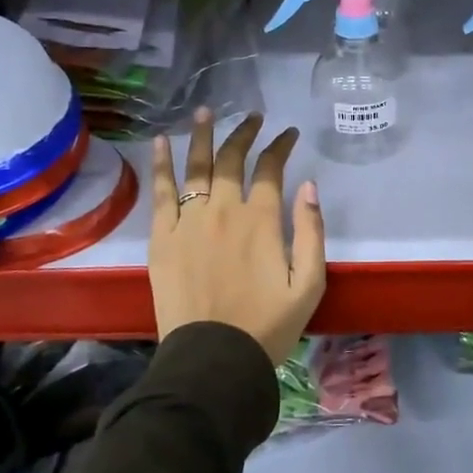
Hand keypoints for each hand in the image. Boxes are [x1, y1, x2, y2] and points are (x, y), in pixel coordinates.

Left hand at [149, 109, 326, 364]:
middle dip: (245, 133)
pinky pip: (160, 193)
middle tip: (253, 118)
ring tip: (206, 113)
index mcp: (262, 220)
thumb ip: (312, 230)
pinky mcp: (162, 238)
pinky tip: (160, 143)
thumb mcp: (309, 283)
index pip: (272, 168)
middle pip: (232, 159)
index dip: (281, 146)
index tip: (289, 133)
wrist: (213, 359)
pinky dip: (161, 165)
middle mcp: (224, 210)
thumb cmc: (268, 325)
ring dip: (202, 136)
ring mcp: (189, 222)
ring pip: (196, 167)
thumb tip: (310, 185)